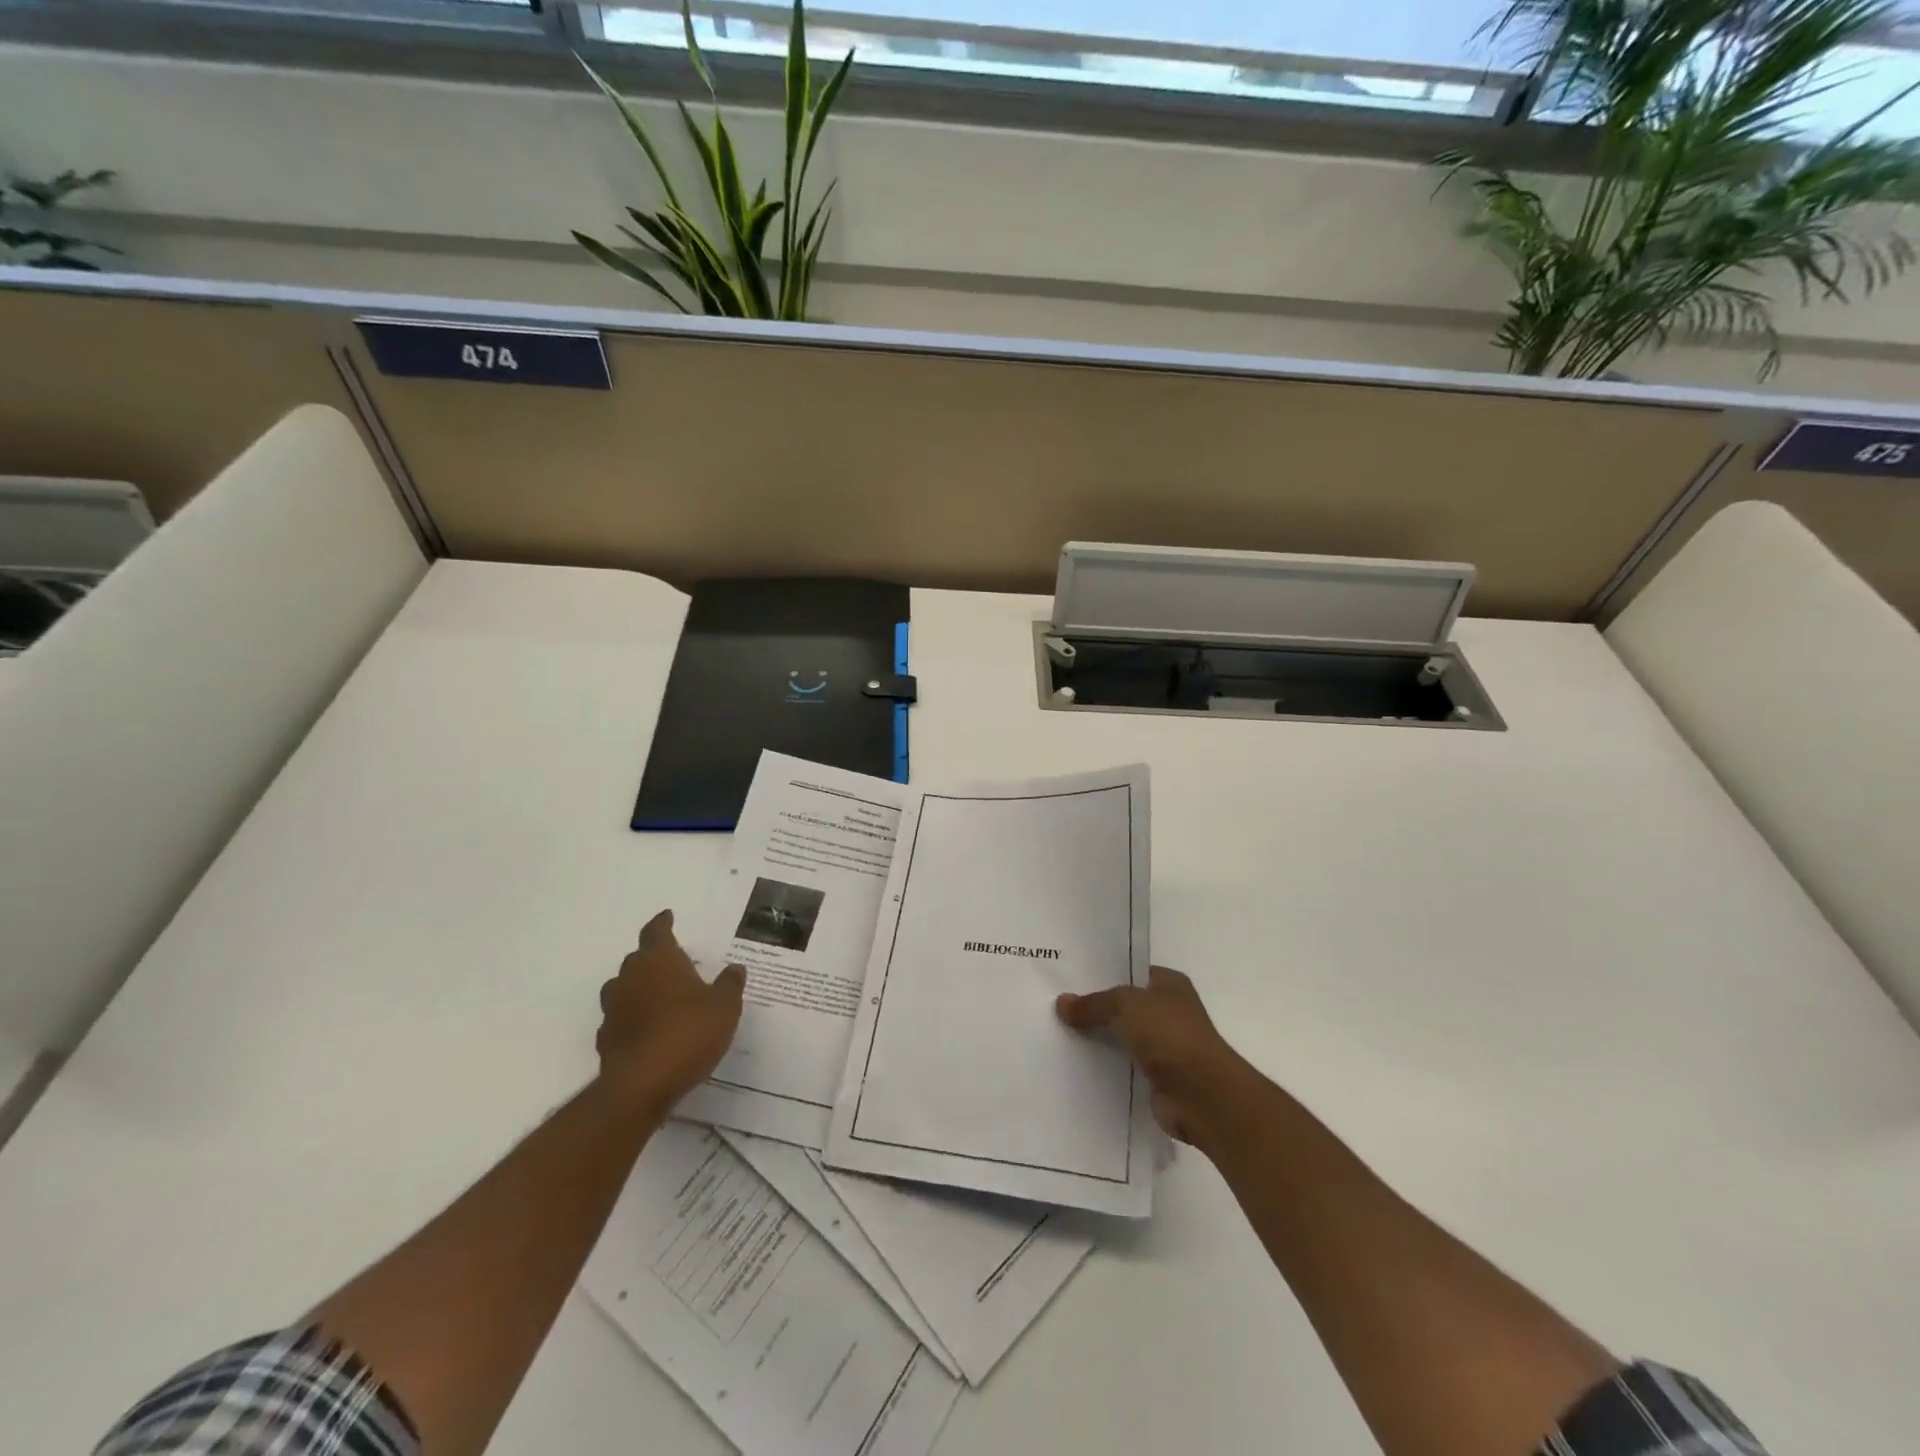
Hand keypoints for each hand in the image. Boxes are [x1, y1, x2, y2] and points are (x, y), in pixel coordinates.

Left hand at [596, 909, 744, 1115]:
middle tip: (672, 962)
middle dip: (652, 957)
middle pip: (638, 958)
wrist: (641, 1085)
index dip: (662, 923)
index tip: (667, 916)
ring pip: (623, 987)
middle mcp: (631, 977)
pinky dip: (632, 1017)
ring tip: (659, 996)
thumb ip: (730, 985)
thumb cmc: (689, 1034)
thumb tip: (735, 968)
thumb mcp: (725, 1007)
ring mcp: (614, 1008)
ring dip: (638, 987)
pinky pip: (620, 1018)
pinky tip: (647, 1030)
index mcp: (660, 960)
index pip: (657, 931)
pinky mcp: (606, 1038)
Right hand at [1056, 965, 1257, 1151]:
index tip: (1070, 979)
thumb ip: (1092, 1004)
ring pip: (1123, 1037)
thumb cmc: (1168, 1034)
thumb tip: (1062, 1003)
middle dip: (1097, 1009)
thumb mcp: (1124, 1005)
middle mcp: (1170, 1011)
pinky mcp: (1158, 1078)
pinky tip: (1077, 1065)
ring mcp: (1166, 1046)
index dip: (1103, 975)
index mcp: (1169, 984)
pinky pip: (1124, 1067)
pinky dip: (1106, 1068)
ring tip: (1059, 1035)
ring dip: (1100, 1040)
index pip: (1131, 973)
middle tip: (1057, 1007)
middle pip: (1125, 1006)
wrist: (1201, 1094)